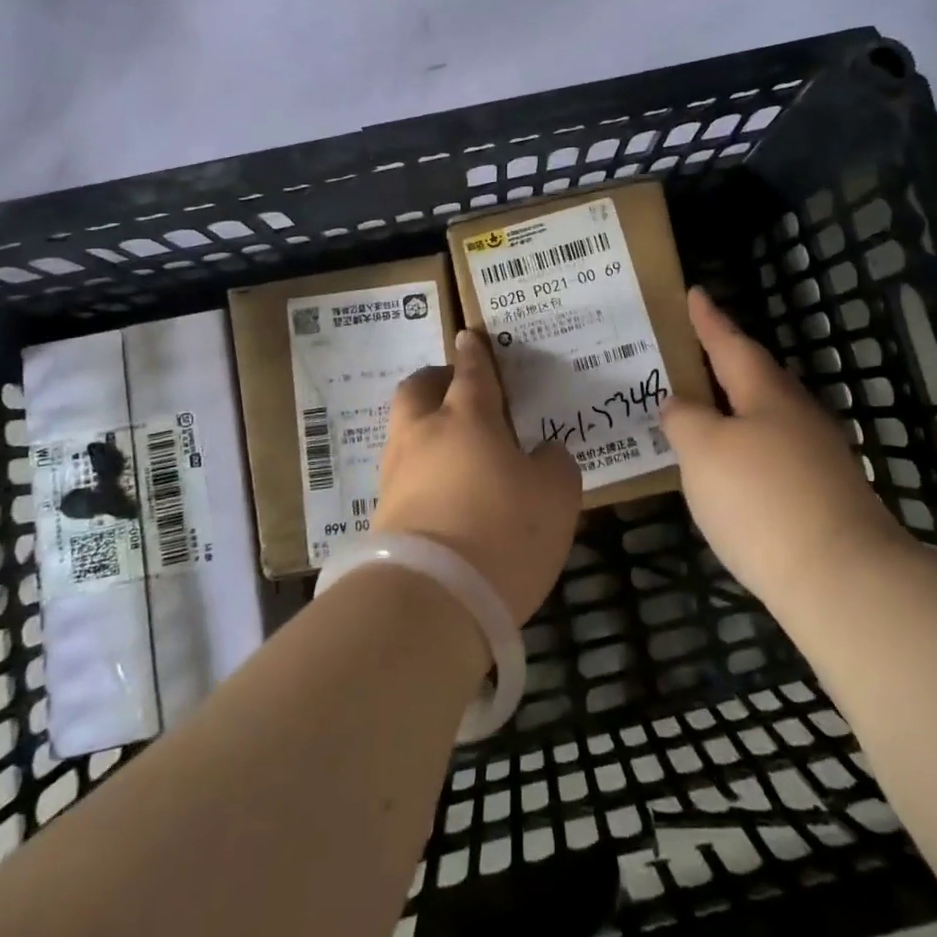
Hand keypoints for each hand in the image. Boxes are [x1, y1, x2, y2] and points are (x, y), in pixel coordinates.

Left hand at [375, 329, 582, 625]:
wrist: (431, 600)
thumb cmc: (503, 532)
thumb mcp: (555, 497)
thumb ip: (555, 464)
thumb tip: (545, 452)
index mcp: (467, 418)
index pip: (471, 372)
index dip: (473, 353)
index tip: (468, 336)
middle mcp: (423, 435)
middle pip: (416, 390)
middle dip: (434, 382)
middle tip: (456, 390)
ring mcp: (396, 474)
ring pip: (403, 431)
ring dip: (424, 427)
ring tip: (454, 448)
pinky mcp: (381, 514)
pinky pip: (402, 473)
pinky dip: (420, 470)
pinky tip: (442, 491)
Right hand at [662, 288, 910, 602]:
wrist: (842, 579)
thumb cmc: (761, 499)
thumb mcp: (704, 451)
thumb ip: (685, 419)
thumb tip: (679, 403)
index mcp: (767, 394)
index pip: (730, 345)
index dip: (709, 321)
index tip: (695, 292)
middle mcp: (798, 415)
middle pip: (756, 377)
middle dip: (725, 363)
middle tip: (693, 354)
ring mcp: (818, 456)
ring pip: (768, 417)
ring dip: (736, 408)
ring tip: (704, 412)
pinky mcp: (825, 494)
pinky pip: (775, 452)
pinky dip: (748, 448)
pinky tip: (733, 471)